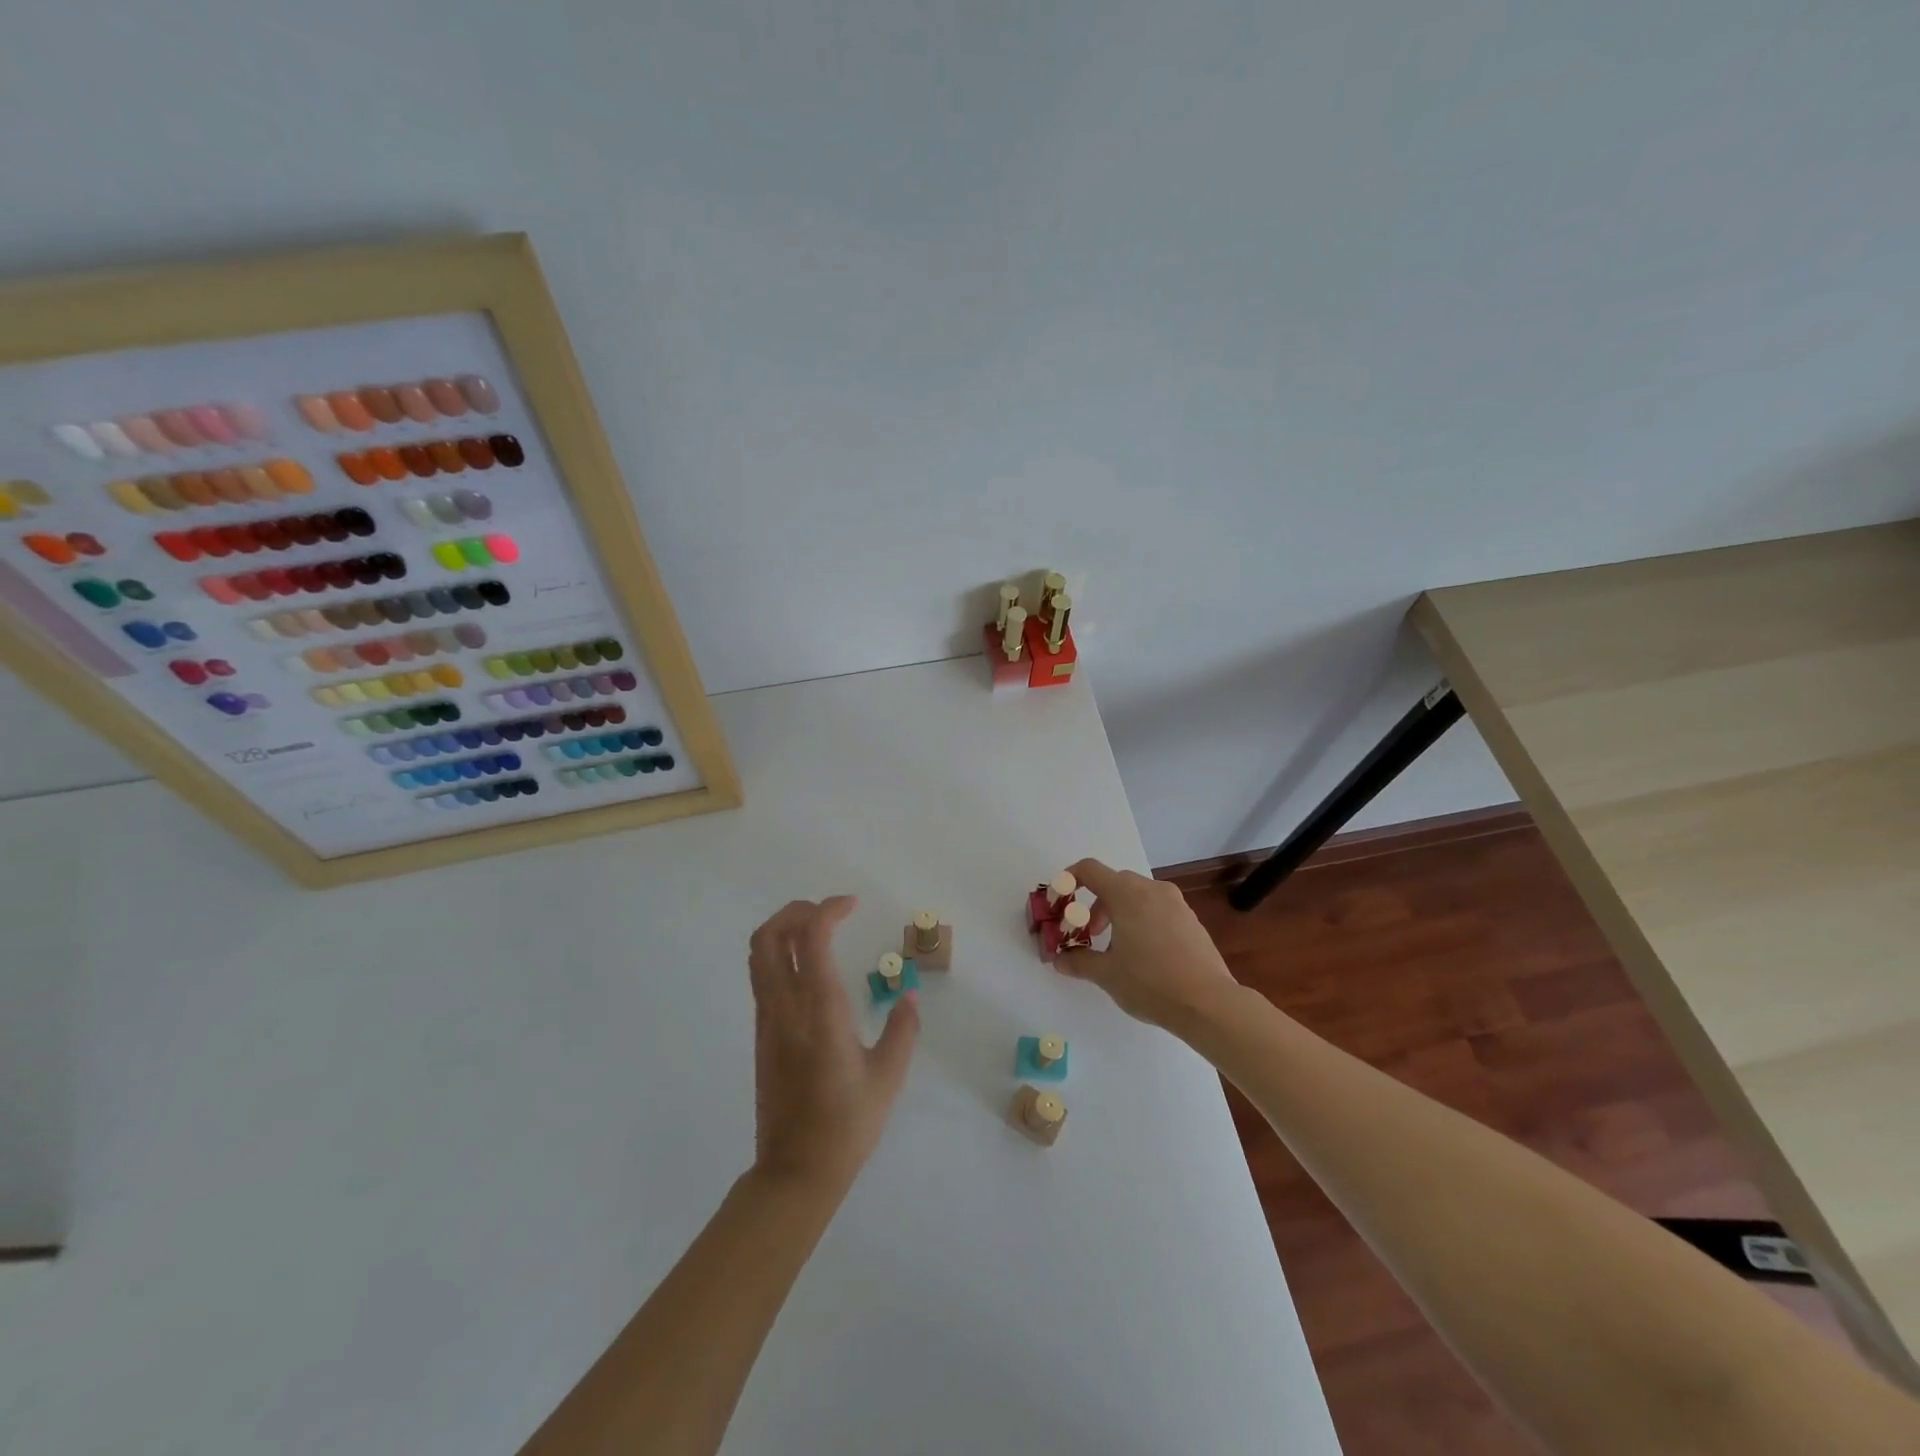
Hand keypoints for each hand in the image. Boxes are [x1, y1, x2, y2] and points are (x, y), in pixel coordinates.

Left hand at [747, 897, 919, 1195]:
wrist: (795, 1171)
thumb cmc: (847, 1124)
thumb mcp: (888, 1077)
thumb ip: (902, 1030)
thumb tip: (909, 998)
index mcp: (820, 1009)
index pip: (812, 937)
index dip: (828, 910)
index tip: (852, 905)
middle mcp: (786, 1006)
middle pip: (770, 936)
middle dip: (796, 910)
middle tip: (829, 912)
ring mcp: (768, 1019)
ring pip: (759, 954)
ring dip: (784, 929)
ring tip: (818, 931)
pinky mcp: (762, 1034)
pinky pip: (762, 976)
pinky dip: (780, 954)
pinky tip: (809, 969)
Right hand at [1053, 859, 1240, 1031]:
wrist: (1208, 1003)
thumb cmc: (1150, 982)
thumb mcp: (1106, 974)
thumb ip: (1078, 962)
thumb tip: (1060, 960)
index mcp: (1126, 894)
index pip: (1089, 869)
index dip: (1068, 880)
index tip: (1060, 902)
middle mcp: (1151, 889)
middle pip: (1114, 882)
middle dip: (1094, 904)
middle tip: (1089, 933)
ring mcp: (1175, 903)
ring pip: (1137, 895)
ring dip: (1119, 912)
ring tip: (1117, 947)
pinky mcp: (1191, 919)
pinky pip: (1157, 908)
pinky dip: (1142, 919)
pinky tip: (1145, 954)